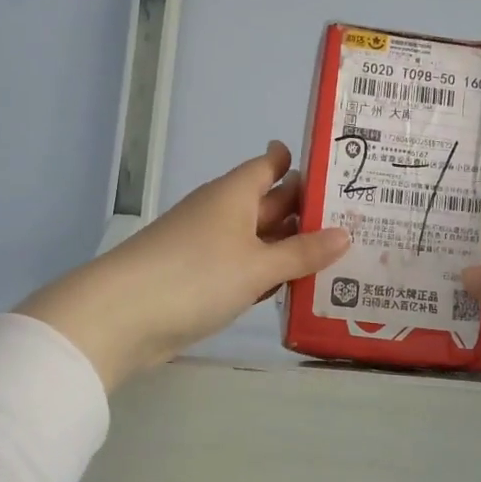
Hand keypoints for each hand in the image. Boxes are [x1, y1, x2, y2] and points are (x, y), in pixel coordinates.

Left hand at [18, 142, 349, 389]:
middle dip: (306, 210)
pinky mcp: (201, 281)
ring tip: (340, 254)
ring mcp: (209, 248)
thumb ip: (302, 252)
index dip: (299, 163)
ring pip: (259, 239)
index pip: (269, 165)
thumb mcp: (258, 265)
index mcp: (233, 194)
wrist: (122, 318)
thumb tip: (345, 233)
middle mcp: (221, 213)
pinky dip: (269, 274)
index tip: (335, 168)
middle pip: (269, 203)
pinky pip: (245, 269)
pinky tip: (296, 287)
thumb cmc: (196, 276)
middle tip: (358, 217)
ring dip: (291, 247)